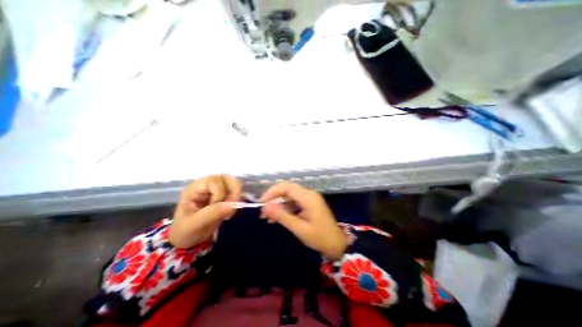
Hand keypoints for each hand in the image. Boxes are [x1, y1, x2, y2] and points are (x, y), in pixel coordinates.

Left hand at [169, 177, 240, 247]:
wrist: (188, 239)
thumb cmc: (186, 231)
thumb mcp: (195, 224)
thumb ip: (213, 213)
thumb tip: (233, 204)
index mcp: (194, 188)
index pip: (213, 181)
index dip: (219, 193)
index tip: (215, 207)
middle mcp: (206, 185)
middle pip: (226, 178)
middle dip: (232, 193)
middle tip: (230, 208)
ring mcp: (216, 188)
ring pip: (234, 183)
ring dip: (236, 196)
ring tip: (230, 210)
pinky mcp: (223, 194)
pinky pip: (236, 191)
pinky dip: (237, 200)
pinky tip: (230, 210)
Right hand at [261, 182, 346, 258]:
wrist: (337, 244)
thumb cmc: (320, 238)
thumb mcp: (299, 229)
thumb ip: (282, 216)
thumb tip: (265, 207)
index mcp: (308, 198)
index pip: (287, 187)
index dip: (273, 192)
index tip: (262, 202)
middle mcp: (309, 194)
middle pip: (287, 190)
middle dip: (274, 198)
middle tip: (263, 210)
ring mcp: (309, 199)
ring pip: (289, 196)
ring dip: (278, 205)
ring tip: (266, 217)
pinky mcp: (309, 204)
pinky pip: (293, 203)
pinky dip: (284, 209)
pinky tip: (276, 219)